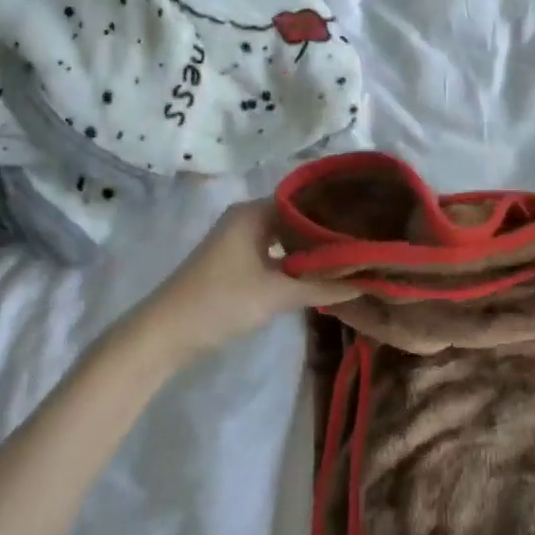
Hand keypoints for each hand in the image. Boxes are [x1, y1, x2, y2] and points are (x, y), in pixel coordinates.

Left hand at [132, 200, 355, 363]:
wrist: (166, 333)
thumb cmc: (221, 302)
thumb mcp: (277, 294)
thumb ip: (324, 286)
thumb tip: (369, 281)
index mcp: (253, 213)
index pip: (305, 200)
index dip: (336, 211)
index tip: (368, 223)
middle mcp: (246, 219)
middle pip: (296, 218)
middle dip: (327, 231)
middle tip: (366, 242)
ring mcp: (239, 240)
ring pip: (285, 237)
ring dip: (312, 249)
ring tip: (352, 256)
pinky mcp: (236, 262)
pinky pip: (275, 253)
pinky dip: (295, 261)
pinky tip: (320, 274)